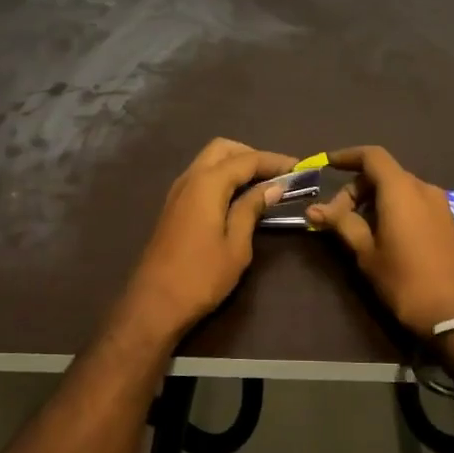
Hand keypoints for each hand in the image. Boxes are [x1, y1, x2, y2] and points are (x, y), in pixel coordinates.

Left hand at [112, 139, 296, 343]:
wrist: (154, 304)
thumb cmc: (201, 277)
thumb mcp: (236, 245)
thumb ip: (251, 209)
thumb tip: (273, 186)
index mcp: (207, 184)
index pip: (246, 160)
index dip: (274, 161)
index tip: (299, 167)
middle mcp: (189, 178)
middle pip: (223, 149)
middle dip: (251, 155)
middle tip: (277, 174)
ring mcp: (177, 192)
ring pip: (209, 161)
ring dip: (235, 165)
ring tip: (262, 185)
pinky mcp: (173, 207)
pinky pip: (201, 177)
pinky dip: (222, 177)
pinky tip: (238, 197)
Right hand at [305, 146, 453, 336]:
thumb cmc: (406, 281)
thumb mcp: (367, 253)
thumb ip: (341, 224)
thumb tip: (313, 209)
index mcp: (401, 190)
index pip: (372, 156)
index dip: (347, 156)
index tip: (326, 165)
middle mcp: (423, 189)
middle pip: (384, 174)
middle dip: (356, 189)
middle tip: (335, 218)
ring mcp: (440, 205)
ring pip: (400, 189)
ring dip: (375, 200)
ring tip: (356, 230)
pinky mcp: (448, 222)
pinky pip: (415, 203)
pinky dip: (394, 209)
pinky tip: (383, 236)